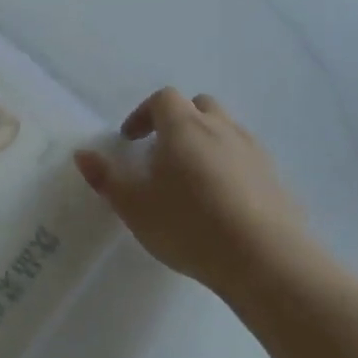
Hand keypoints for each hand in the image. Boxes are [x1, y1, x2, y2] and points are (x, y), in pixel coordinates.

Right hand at [75, 89, 328, 299]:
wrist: (264, 259)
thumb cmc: (189, 225)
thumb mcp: (135, 206)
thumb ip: (106, 178)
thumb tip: (82, 154)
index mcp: (184, 127)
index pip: (164, 99)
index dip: (143, 114)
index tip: (130, 140)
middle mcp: (221, 128)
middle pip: (199, 106)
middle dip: (178, 121)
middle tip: (162, 153)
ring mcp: (253, 151)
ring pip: (226, 130)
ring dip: (205, 141)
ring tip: (191, 178)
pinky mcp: (275, 177)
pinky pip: (246, 158)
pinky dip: (230, 165)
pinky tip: (222, 200)